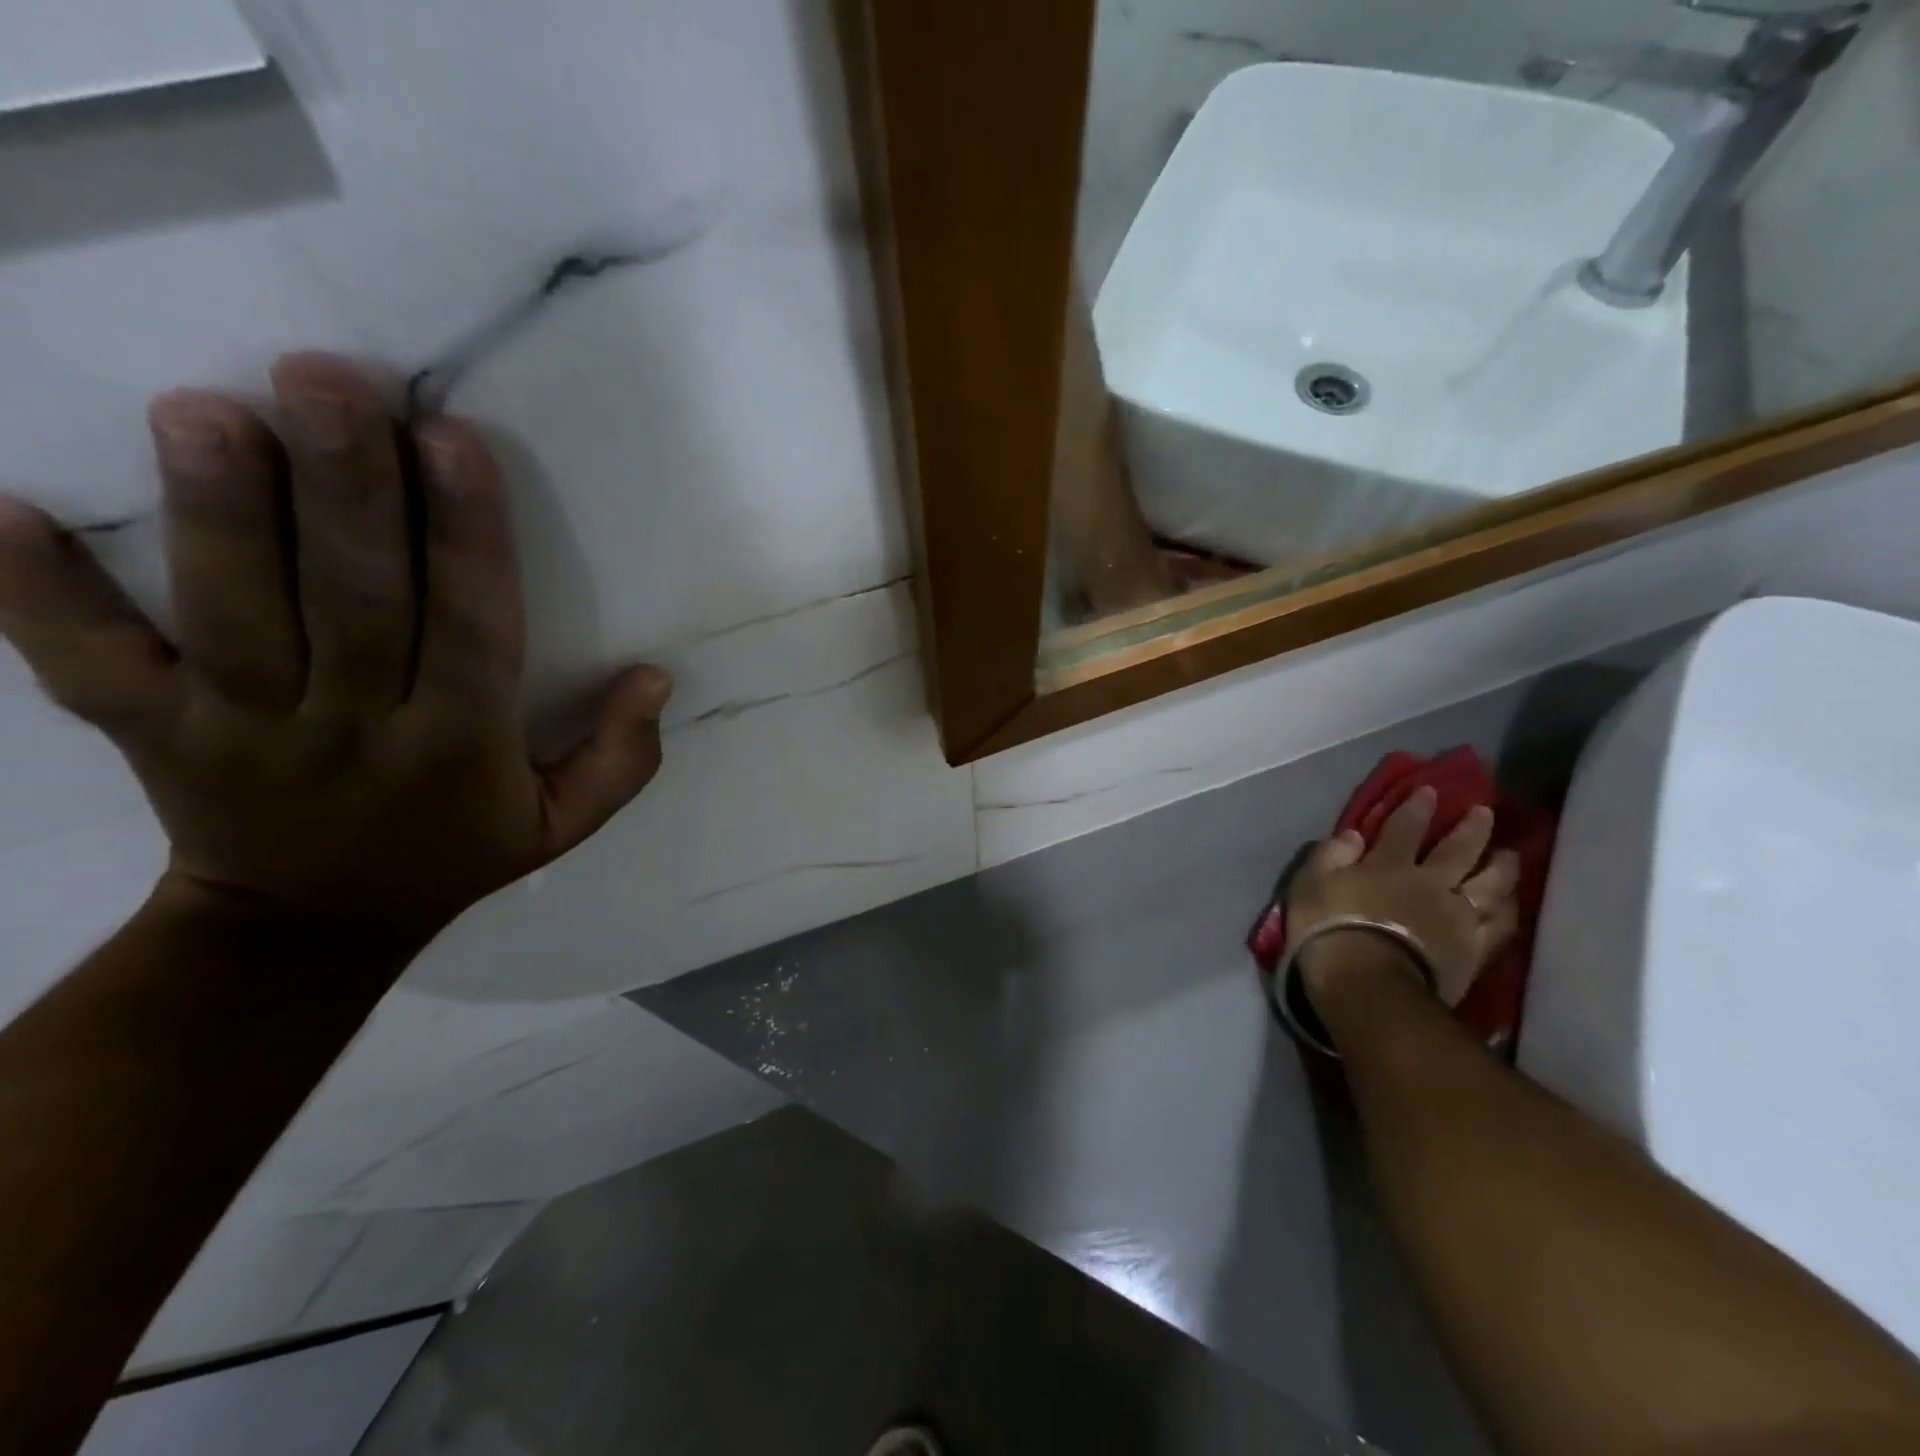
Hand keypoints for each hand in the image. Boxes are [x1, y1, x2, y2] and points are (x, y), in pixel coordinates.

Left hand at [0, 353, 670, 942]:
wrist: (309, 928)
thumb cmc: (453, 856)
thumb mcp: (562, 824)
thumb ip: (621, 758)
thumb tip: (655, 677)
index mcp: (460, 747)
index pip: (472, 629)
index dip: (466, 538)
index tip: (452, 441)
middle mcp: (354, 731)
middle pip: (352, 603)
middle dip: (343, 491)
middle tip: (325, 379)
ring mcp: (239, 734)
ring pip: (229, 618)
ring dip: (217, 515)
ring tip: (205, 410)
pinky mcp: (149, 737)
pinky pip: (85, 666)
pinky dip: (36, 593)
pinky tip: (5, 506)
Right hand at [1287, 788, 1520, 1009]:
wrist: (1366, 985)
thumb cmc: (1328, 929)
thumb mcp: (1310, 884)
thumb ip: (1331, 855)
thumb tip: (1353, 834)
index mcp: (1388, 865)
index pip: (1404, 828)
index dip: (1417, 808)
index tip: (1430, 791)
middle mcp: (1429, 884)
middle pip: (1457, 851)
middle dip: (1471, 828)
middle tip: (1484, 811)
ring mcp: (1457, 917)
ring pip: (1489, 884)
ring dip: (1501, 866)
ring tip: (1509, 854)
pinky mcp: (1473, 950)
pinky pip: (1499, 926)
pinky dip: (1508, 910)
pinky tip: (1512, 903)